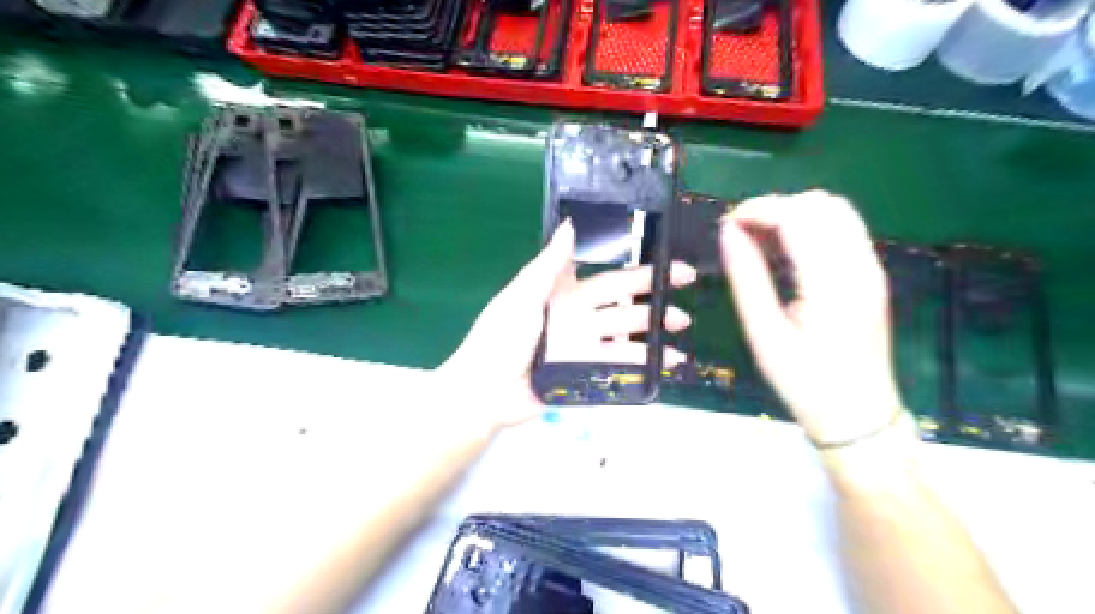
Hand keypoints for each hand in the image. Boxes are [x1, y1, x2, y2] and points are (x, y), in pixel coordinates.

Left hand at [441, 221, 690, 426]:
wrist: (486, 390)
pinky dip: (643, 363)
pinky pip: (618, 365)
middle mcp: (578, 316)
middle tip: (684, 281)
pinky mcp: (586, 372)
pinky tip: (666, 361)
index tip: (661, 257)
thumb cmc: (500, 336)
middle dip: (653, 291)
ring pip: (626, 333)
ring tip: (680, 324)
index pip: (604, 275)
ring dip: (654, 329)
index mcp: (563, 293)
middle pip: (622, 301)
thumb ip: (550, 265)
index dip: (631, 265)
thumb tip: (570, 225)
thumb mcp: (523, 294)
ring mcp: (584, 346)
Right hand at [720, 192, 906, 444]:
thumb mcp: (765, 334)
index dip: (757, 209)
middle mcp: (859, 265)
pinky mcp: (871, 274)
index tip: (726, 225)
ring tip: (761, 242)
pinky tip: (786, 253)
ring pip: (835, 210)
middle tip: (742, 235)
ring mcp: (871, 267)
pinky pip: (843, 229)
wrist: (858, 415)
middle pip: (819, 203)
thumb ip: (746, 278)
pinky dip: (810, 227)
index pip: (796, 215)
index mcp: (832, 282)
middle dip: (775, 207)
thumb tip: (728, 233)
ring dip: (793, 214)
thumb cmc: (805, 382)